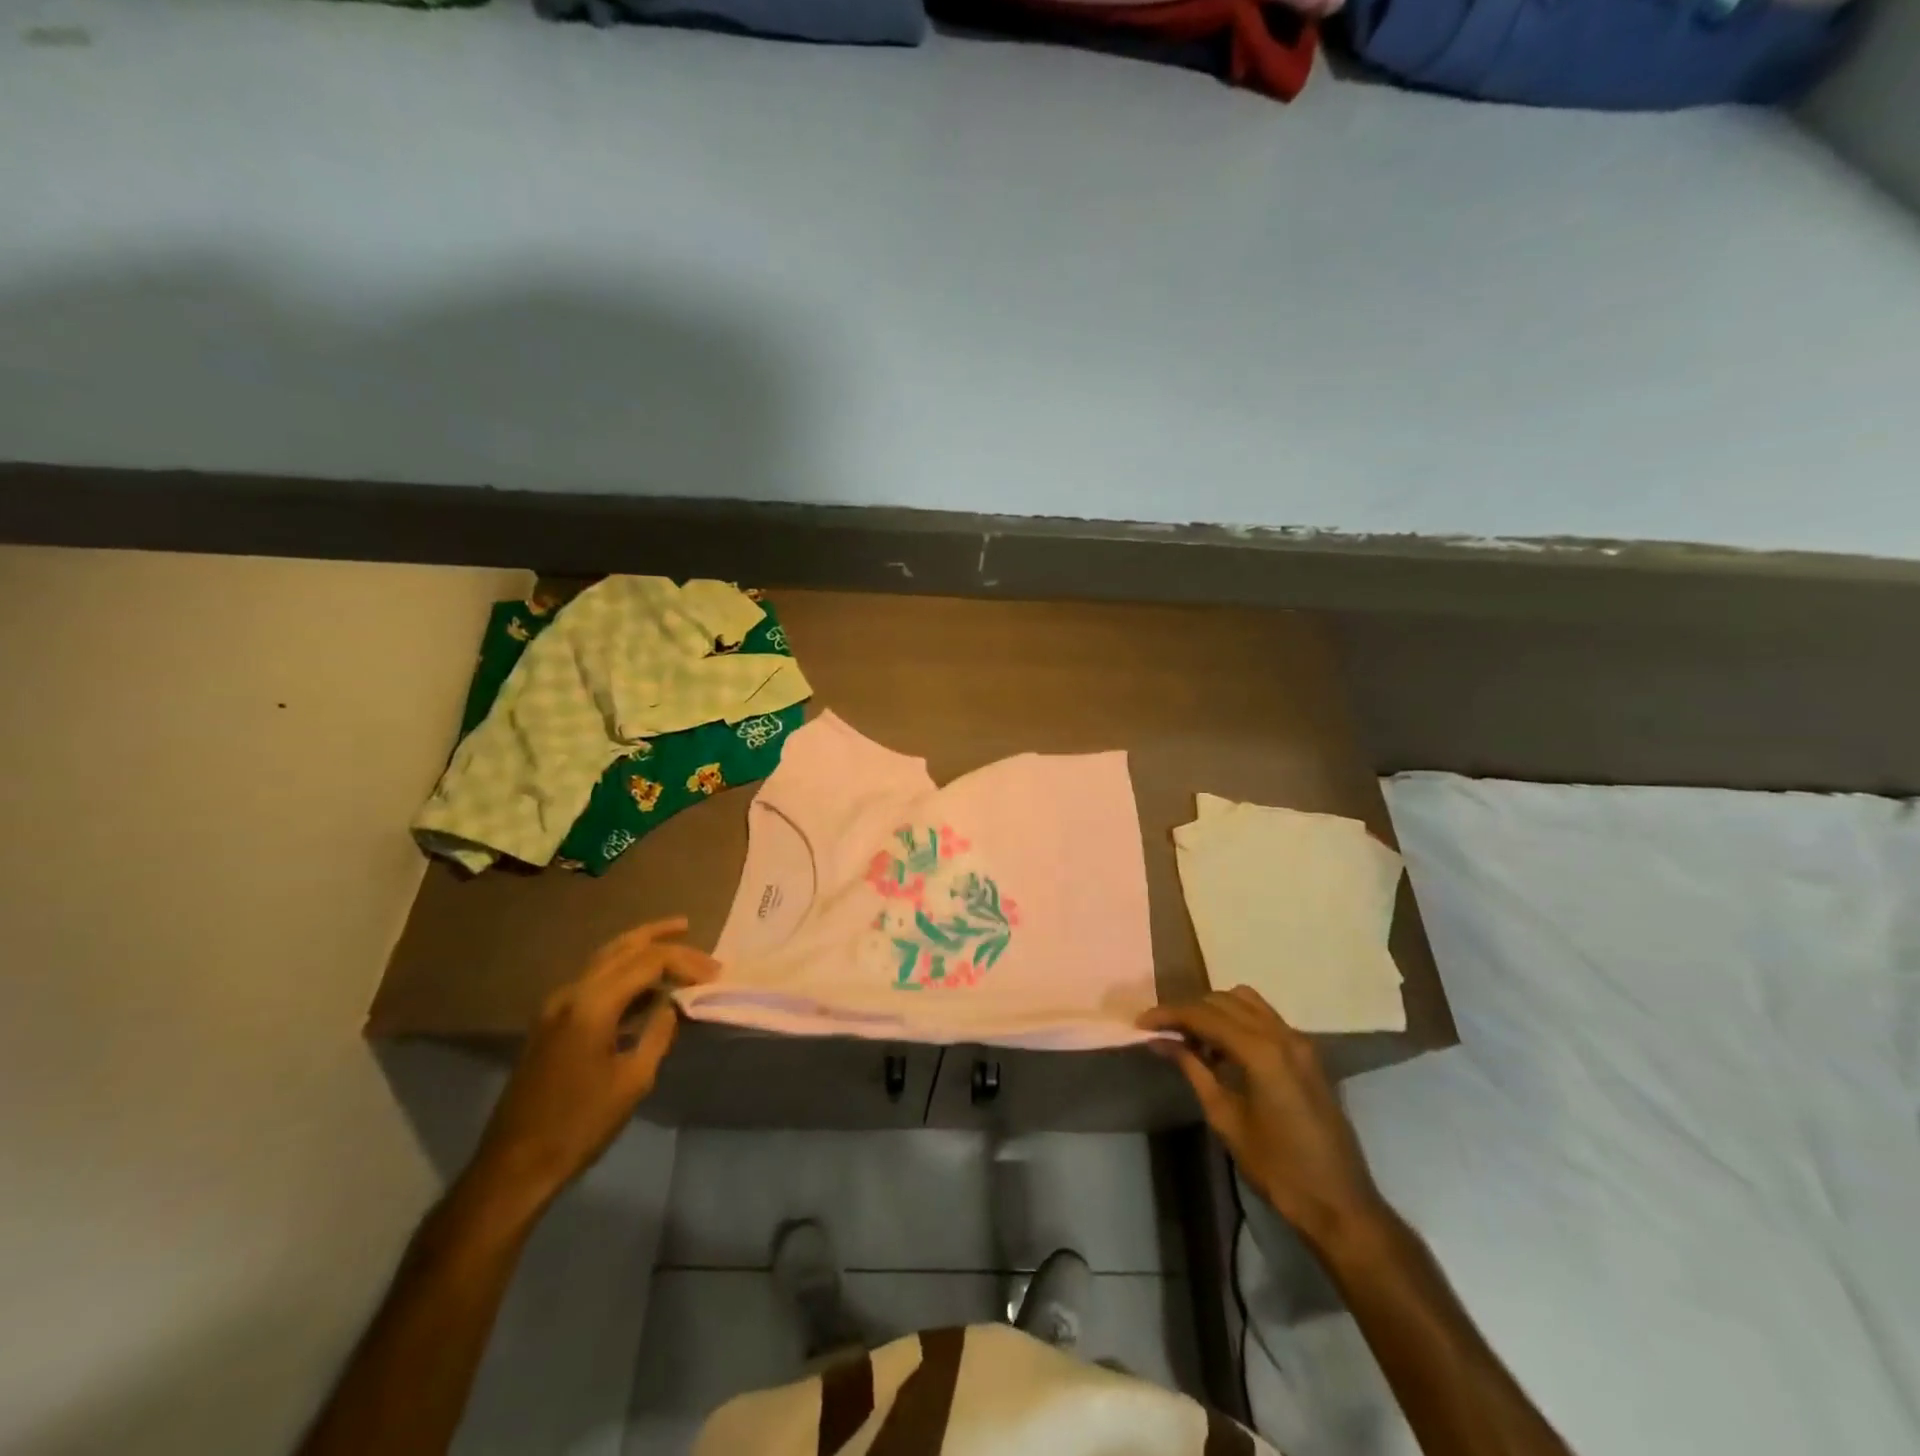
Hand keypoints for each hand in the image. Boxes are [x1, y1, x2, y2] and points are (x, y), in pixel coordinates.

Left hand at [464, 918, 716, 1219]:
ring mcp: (556, 1006)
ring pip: (603, 959)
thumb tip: (674, 1003)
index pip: (648, 962)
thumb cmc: (580, 1125)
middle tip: (691, 930)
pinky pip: (593, 980)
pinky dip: (622, 971)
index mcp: (592, 1005)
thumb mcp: (634, 1080)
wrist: (515, 1165)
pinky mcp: (551, 1022)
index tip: (715, 974)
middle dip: (659, 937)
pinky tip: (643, 983)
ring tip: (672, 942)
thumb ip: (659, 1032)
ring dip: (638, 948)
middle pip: (622, 948)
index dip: (685, 962)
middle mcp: (571, 994)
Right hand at [1141, 987, 1385, 1250]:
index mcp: (1261, 1050)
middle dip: (1189, 1010)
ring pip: (1246, 1002)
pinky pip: (1264, 1019)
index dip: (1169, 1014)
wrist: (1340, 1204)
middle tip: (1163, 1033)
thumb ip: (1193, 1069)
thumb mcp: (1225, 1118)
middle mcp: (1282, 1034)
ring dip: (1214, 1012)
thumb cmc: (1277, 1168)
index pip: (1204, 1015)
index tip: (1140, 1023)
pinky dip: (1237, 1022)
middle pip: (1223, 1001)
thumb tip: (1160, 1041)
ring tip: (1192, 1040)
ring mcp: (1299, 1041)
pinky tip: (1222, 1051)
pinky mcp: (1306, 1054)